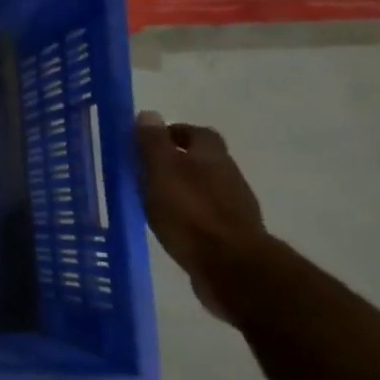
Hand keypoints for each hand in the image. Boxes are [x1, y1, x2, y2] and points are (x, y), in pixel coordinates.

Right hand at [134, 111, 269, 322]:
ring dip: (182, 187)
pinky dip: (188, 212)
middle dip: (178, 159)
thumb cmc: (190, 214)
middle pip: (203, 159)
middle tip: (147, 168)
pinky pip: (205, 213)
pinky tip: (171, 223)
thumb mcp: (162, 173)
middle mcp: (227, 175)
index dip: (174, 132)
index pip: (197, 133)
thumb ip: (153, 145)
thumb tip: (149, 114)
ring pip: (204, 186)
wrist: (230, 266)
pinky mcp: (229, 233)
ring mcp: (232, 206)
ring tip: (153, 197)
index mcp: (211, 157)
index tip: (149, 140)